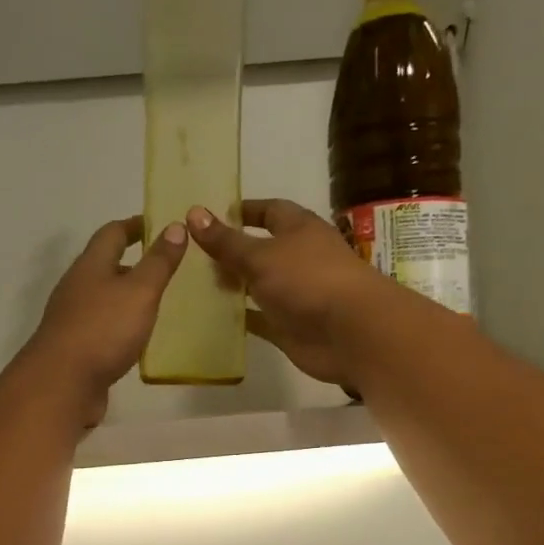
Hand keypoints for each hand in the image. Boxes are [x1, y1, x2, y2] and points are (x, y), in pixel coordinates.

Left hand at [22, 215, 186, 425]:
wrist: (62, 384)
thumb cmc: (103, 330)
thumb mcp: (139, 291)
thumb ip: (159, 261)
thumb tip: (175, 226)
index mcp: (90, 265)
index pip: (113, 233)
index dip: (137, 225)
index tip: (163, 226)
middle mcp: (77, 287)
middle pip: (106, 265)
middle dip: (135, 263)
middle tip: (170, 268)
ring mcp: (73, 319)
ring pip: (105, 298)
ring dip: (129, 296)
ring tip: (161, 302)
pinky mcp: (76, 348)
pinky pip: (103, 327)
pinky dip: (122, 325)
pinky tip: (140, 338)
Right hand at [187, 199, 390, 387]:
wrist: (350, 332)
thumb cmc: (308, 279)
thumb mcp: (261, 255)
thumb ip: (226, 241)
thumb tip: (193, 212)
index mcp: (299, 230)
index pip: (270, 211)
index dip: (244, 211)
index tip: (212, 215)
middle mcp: (299, 258)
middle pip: (261, 250)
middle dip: (231, 251)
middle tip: (193, 255)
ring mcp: (295, 294)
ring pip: (258, 286)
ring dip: (233, 285)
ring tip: (195, 284)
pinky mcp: (289, 326)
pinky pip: (259, 318)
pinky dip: (240, 317)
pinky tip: (212, 316)